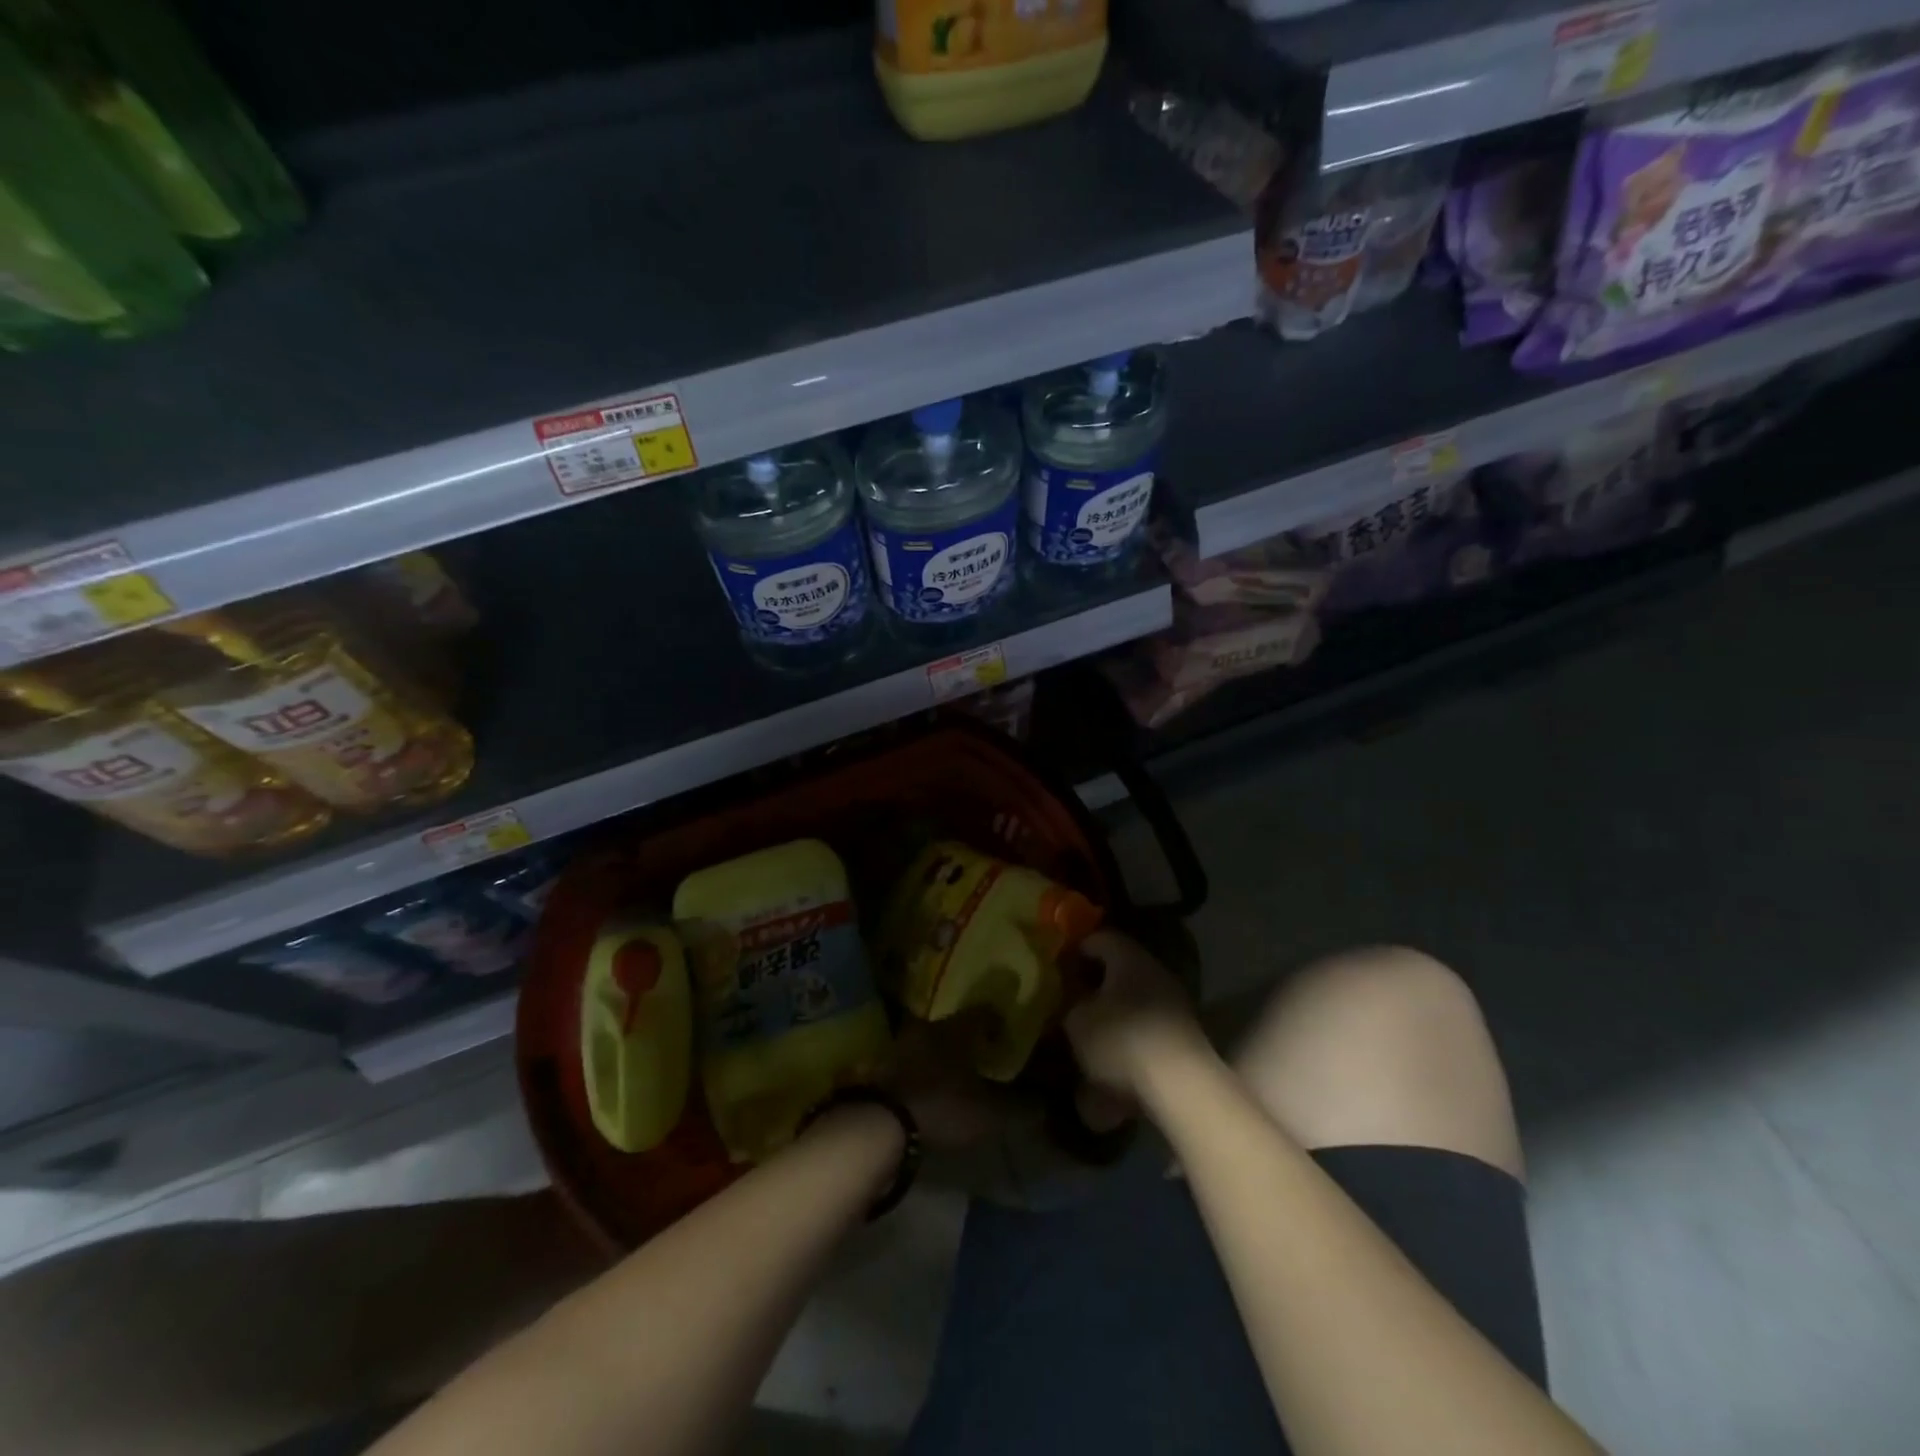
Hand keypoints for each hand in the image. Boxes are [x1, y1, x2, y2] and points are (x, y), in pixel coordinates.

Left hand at [887, 1014, 1017, 1150]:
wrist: (882, 1123)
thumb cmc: (943, 1107)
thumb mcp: (989, 1113)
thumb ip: (1019, 1107)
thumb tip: (1045, 1103)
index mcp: (958, 1028)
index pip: (983, 1013)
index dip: (997, 1021)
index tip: (1007, 1032)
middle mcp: (930, 1026)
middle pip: (955, 1025)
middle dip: (969, 1037)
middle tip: (984, 1051)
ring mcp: (903, 1044)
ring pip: (932, 1040)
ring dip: (945, 1052)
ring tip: (958, 1071)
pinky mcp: (885, 1066)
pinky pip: (914, 1059)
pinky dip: (926, 1068)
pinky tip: (933, 1085)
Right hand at [1063, 929, 1211, 1107]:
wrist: (1179, 1088)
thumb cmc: (1121, 1040)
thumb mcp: (1077, 1020)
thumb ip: (1070, 1003)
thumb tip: (1073, 1000)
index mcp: (1129, 958)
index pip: (1099, 938)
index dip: (1075, 951)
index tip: (1056, 968)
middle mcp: (1155, 973)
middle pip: (1119, 971)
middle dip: (1093, 986)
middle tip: (1068, 1003)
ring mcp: (1174, 1006)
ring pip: (1133, 1002)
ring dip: (1110, 1017)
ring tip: (1085, 1040)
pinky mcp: (1183, 1039)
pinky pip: (1145, 1032)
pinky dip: (1127, 1043)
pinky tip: (1109, 1066)